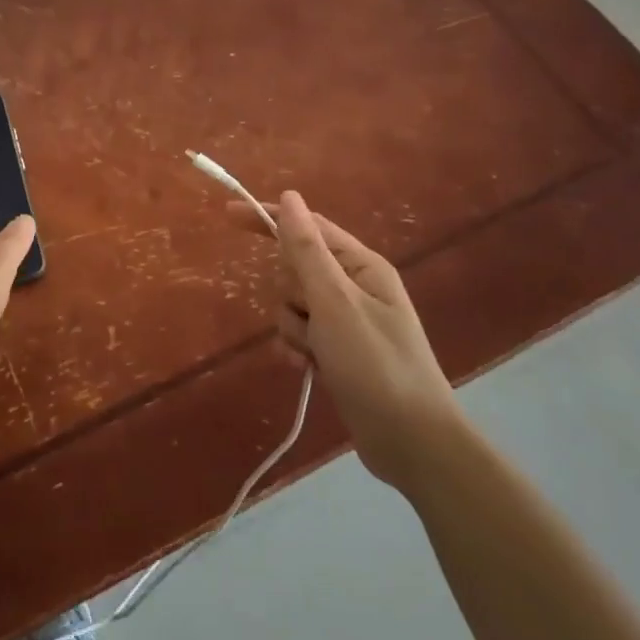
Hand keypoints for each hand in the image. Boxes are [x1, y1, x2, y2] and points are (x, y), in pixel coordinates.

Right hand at [231, 191, 458, 489]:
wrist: (412, 442)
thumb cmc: (375, 365)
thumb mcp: (335, 302)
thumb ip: (307, 250)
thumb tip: (289, 197)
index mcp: (361, 266)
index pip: (307, 227)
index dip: (268, 218)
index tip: (228, 214)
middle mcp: (354, 287)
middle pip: (295, 268)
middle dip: (289, 292)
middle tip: (309, 317)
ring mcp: (346, 321)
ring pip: (293, 305)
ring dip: (293, 327)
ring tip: (314, 352)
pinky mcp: (338, 351)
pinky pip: (300, 334)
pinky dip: (297, 348)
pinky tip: (307, 369)